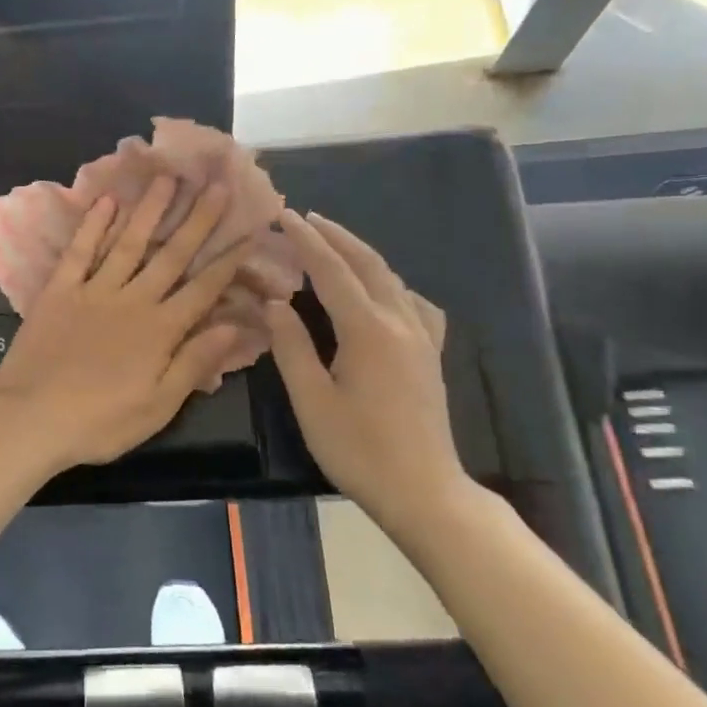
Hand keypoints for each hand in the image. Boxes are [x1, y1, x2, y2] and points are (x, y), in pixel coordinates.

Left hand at [0, 177, 251, 476]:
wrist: (31, 418)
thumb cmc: (100, 422)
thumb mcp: (158, 406)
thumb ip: (195, 363)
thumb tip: (234, 326)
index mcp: (160, 330)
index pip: (203, 289)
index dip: (228, 260)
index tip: (248, 230)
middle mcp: (132, 300)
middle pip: (171, 255)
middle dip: (197, 219)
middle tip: (216, 184)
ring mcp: (93, 291)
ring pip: (128, 242)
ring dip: (150, 210)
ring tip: (167, 177)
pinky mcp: (59, 291)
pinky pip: (79, 251)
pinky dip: (92, 225)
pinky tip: (106, 201)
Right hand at [265, 211, 471, 542]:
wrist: (424, 490)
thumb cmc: (359, 450)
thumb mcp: (312, 401)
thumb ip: (291, 347)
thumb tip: (275, 303)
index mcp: (367, 330)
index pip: (332, 271)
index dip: (307, 240)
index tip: (285, 215)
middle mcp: (399, 322)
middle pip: (366, 263)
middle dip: (335, 236)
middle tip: (306, 217)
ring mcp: (422, 337)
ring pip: (391, 278)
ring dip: (360, 253)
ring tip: (334, 243)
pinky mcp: (431, 354)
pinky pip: (413, 302)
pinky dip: (390, 283)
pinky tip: (382, 291)